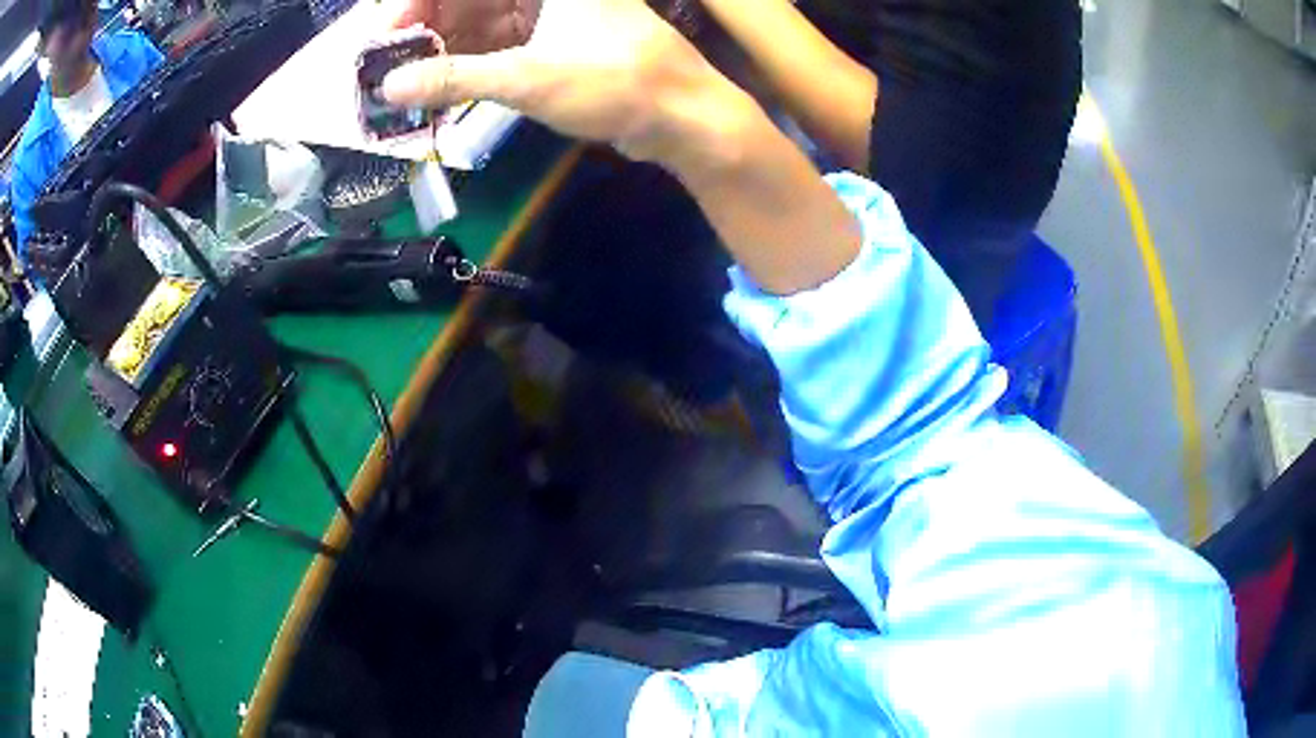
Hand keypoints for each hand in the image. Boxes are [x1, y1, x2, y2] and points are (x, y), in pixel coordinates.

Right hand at [381, 0, 731, 163]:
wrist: (683, 116)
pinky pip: (500, 40)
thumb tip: (391, 88)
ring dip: (444, 48)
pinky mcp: (557, 38)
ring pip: (482, 19)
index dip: (418, 3)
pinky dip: (471, 61)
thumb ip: (453, 78)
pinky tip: (442, 85)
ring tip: (408, 81)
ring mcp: (552, 11)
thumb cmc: (614, 82)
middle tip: (391, 66)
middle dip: (427, 27)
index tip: (386, 34)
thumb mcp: (527, 77)